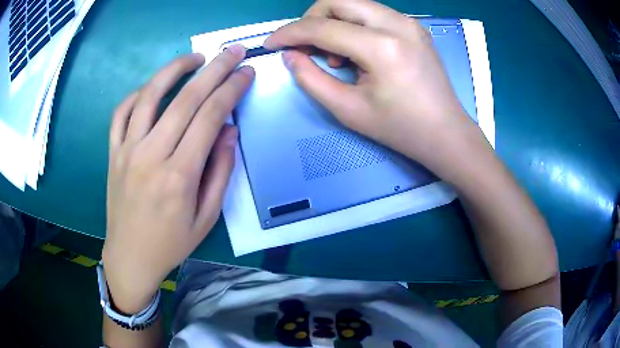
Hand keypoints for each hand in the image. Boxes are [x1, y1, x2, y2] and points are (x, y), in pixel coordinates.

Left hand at [103, 48, 253, 312]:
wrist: (130, 256)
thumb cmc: (171, 243)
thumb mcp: (207, 218)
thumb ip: (220, 172)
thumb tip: (229, 131)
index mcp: (179, 175)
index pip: (210, 117)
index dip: (231, 89)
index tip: (246, 72)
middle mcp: (151, 155)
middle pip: (185, 99)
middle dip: (214, 70)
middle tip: (231, 52)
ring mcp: (127, 150)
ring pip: (150, 96)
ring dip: (174, 70)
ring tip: (194, 58)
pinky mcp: (113, 152)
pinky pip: (122, 113)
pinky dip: (138, 94)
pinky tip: (153, 87)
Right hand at [264, 0, 485, 176]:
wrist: (446, 133)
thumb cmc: (400, 129)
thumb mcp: (348, 110)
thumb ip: (311, 79)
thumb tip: (290, 54)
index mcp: (382, 47)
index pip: (322, 26)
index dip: (289, 33)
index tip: (271, 43)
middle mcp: (397, 24)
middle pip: (337, 0)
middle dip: (311, 20)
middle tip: (306, 47)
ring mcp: (409, 22)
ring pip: (354, 3)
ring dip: (333, 22)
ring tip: (335, 55)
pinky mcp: (414, 26)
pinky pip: (372, 13)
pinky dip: (353, 25)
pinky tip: (357, 51)